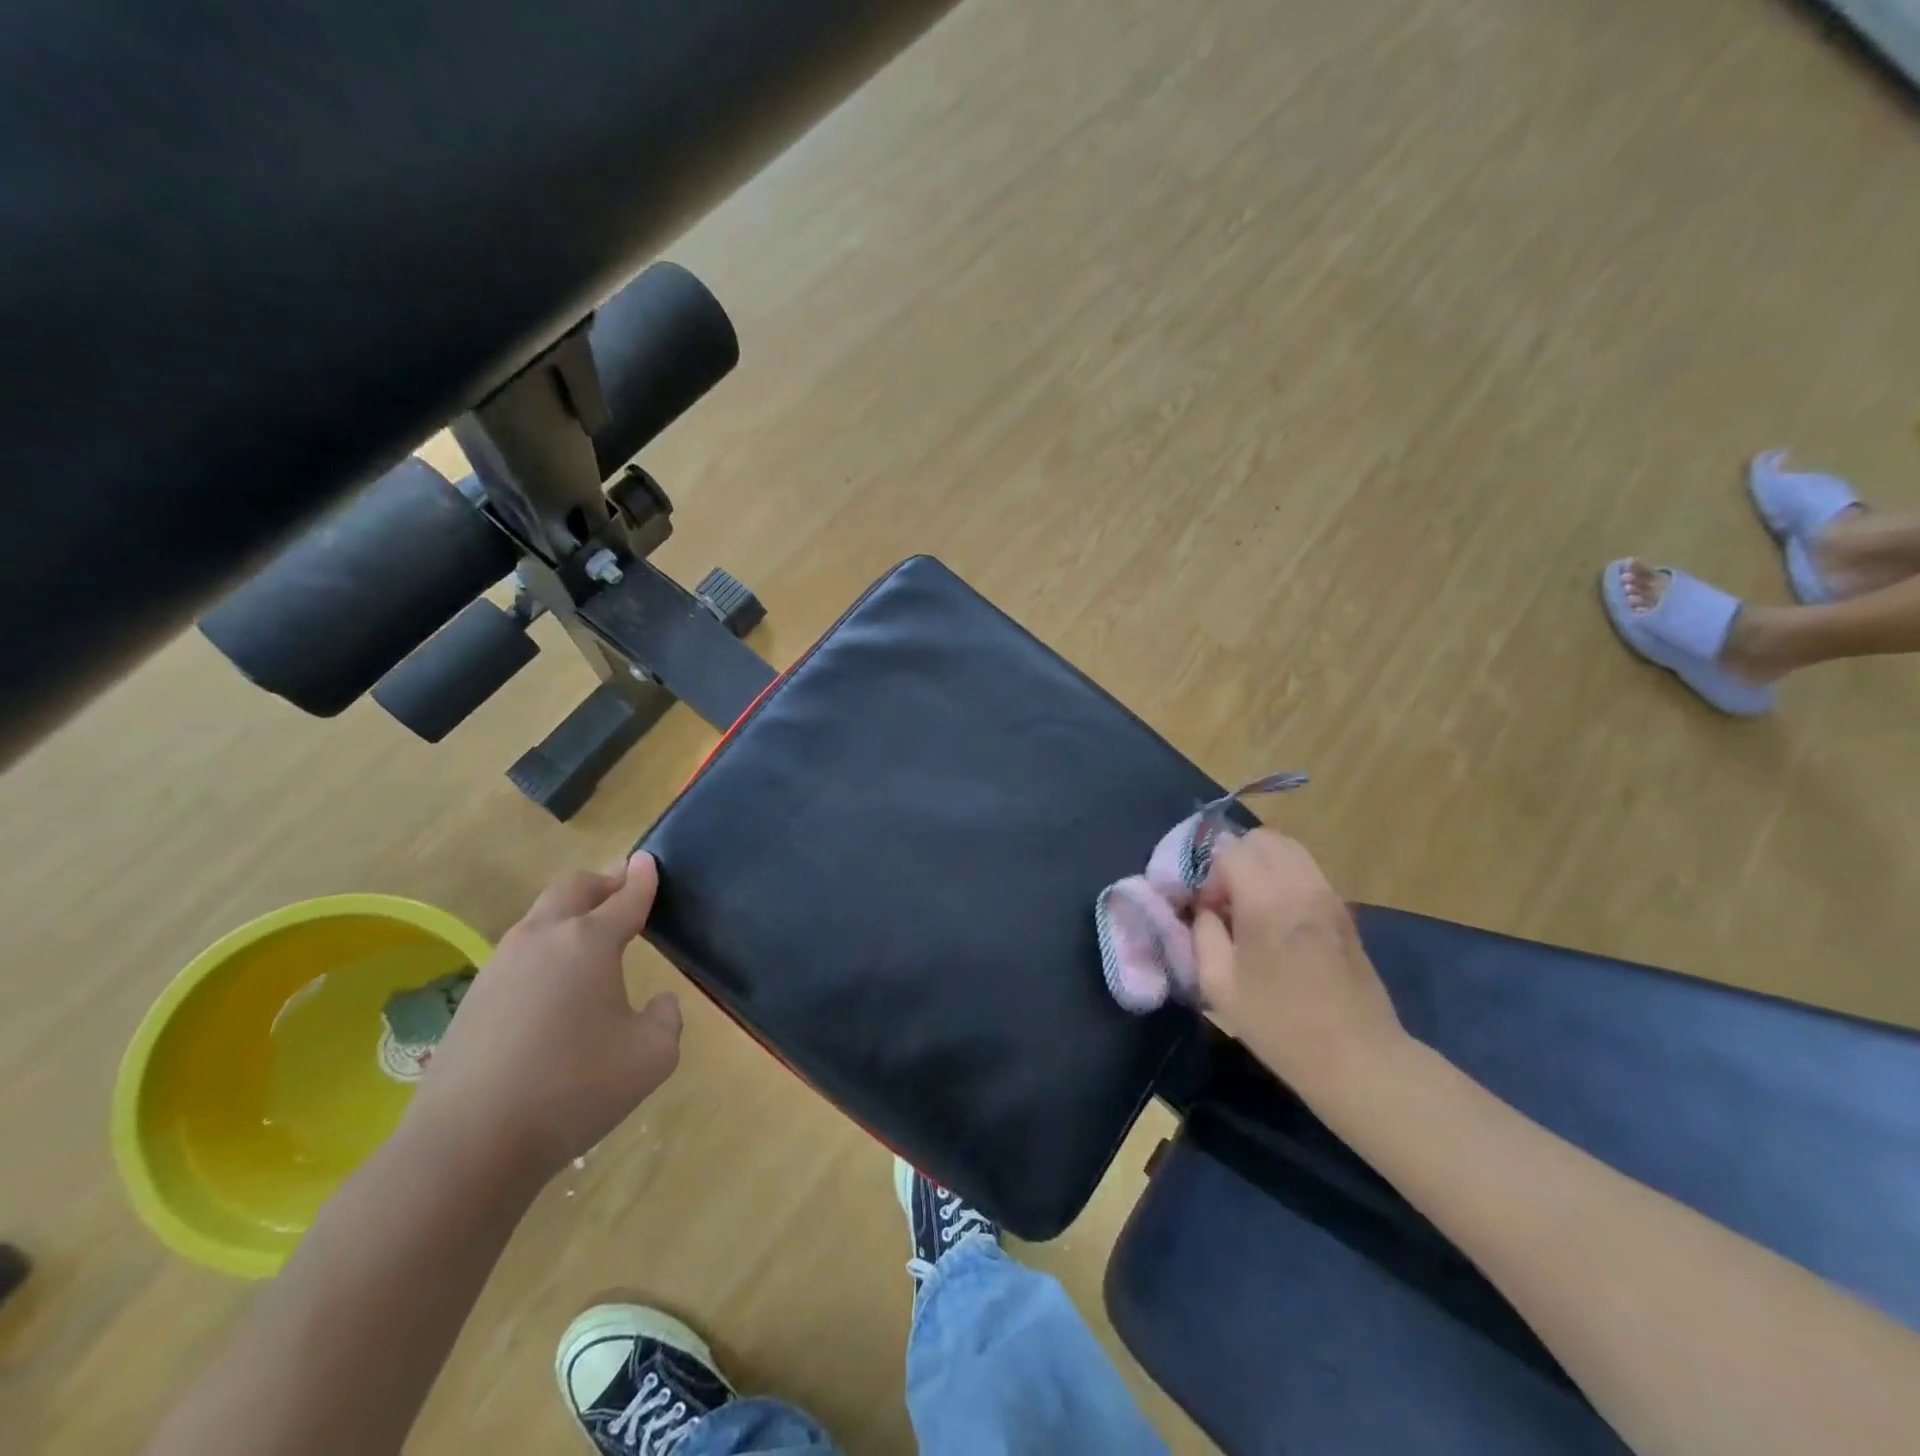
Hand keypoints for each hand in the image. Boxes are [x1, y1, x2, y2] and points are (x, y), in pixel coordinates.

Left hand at [407, 851, 680, 1181]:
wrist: (468, 1145)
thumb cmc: (574, 1089)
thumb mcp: (651, 1057)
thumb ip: (666, 1019)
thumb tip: (657, 1003)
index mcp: (589, 942)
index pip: (625, 899)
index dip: (642, 879)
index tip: (650, 860)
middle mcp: (542, 939)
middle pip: (572, 889)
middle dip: (601, 881)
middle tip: (621, 883)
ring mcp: (500, 967)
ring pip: (539, 918)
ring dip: (569, 913)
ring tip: (591, 933)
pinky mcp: (473, 999)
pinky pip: (519, 954)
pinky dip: (545, 949)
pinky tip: (555, 984)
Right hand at [1193, 830, 1406, 1099]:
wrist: (1357, 1057)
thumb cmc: (1280, 1025)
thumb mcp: (1219, 985)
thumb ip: (1203, 934)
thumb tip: (1205, 909)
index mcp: (1267, 900)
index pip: (1230, 851)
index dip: (1209, 874)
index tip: (1207, 910)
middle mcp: (1301, 884)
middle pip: (1261, 839)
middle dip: (1235, 859)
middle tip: (1226, 900)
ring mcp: (1328, 894)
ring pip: (1288, 849)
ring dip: (1261, 865)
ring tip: (1250, 906)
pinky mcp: (1344, 910)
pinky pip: (1306, 870)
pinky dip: (1284, 877)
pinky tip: (1277, 918)